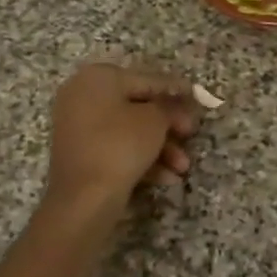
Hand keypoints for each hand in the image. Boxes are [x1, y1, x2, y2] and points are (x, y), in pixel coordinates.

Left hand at [44, 65, 197, 209]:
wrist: (83, 199)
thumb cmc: (120, 145)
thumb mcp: (154, 120)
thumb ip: (169, 106)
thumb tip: (176, 104)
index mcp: (99, 78)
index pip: (147, 79)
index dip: (175, 89)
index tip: (197, 96)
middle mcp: (83, 96)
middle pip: (138, 107)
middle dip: (169, 126)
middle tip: (191, 135)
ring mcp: (79, 127)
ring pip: (130, 132)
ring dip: (161, 148)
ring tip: (183, 167)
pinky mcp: (81, 154)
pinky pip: (117, 149)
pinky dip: (142, 160)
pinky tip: (167, 178)